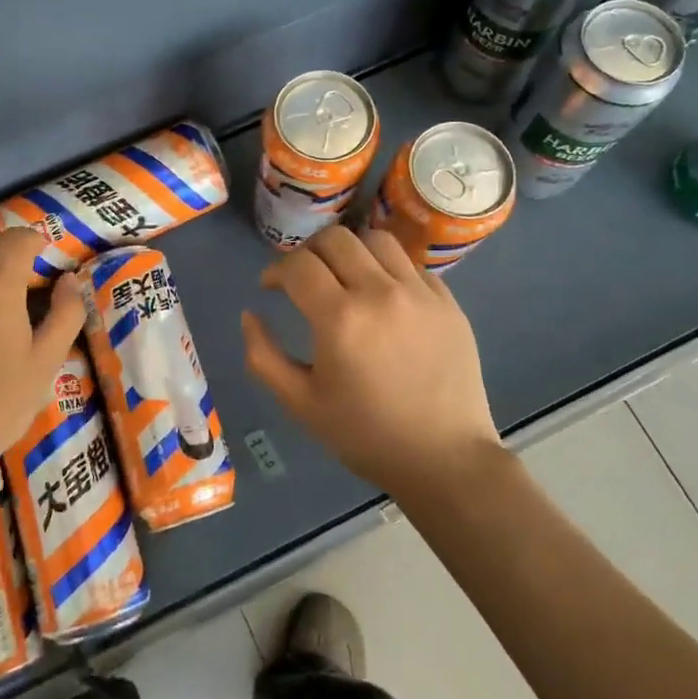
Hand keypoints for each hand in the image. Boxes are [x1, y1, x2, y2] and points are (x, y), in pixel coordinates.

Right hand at [242, 227, 503, 499]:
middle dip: (309, 252)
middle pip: (335, 238)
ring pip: (376, 239)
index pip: (298, 265)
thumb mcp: (300, 404)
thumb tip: (249, 315)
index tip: (270, 288)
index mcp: (340, 318)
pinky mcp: (447, 302)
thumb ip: (263, 356)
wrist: (444, 459)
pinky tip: (383, 297)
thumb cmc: (365, 435)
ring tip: (345, 276)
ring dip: (350, 250)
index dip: (275, 271)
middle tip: (304, 278)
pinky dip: (388, 270)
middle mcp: (380, 292)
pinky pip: (411, 264)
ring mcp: (419, 293)